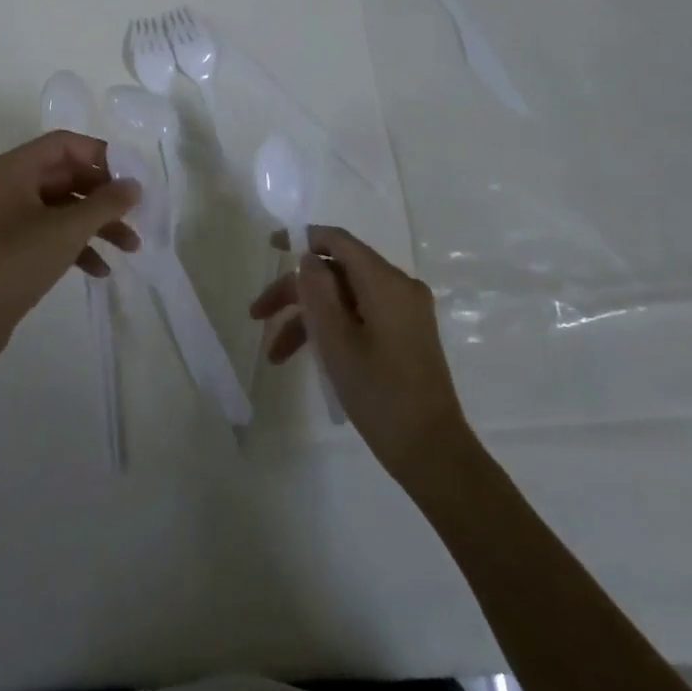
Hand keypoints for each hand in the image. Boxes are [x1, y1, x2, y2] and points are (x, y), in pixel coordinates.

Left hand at [0, 131, 139, 368]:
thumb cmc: (17, 260)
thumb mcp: (68, 229)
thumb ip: (106, 203)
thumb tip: (134, 185)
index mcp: (13, 168)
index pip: (64, 145)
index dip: (100, 156)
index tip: (130, 176)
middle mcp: (8, 184)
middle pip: (66, 176)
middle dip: (104, 197)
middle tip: (136, 214)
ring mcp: (7, 216)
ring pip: (61, 208)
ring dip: (96, 224)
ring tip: (130, 248)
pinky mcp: (9, 246)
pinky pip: (49, 233)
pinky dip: (75, 245)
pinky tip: (100, 270)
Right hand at [250, 226, 467, 480]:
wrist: (432, 452)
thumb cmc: (379, 393)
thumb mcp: (336, 340)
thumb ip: (317, 290)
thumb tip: (310, 258)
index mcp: (386, 281)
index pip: (338, 241)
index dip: (302, 238)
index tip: (270, 246)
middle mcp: (399, 287)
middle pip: (337, 272)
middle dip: (296, 291)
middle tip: (258, 316)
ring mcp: (405, 311)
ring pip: (345, 297)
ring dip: (309, 318)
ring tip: (276, 354)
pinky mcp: (406, 333)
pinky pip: (361, 315)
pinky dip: (332, 329)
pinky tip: (308, 357)